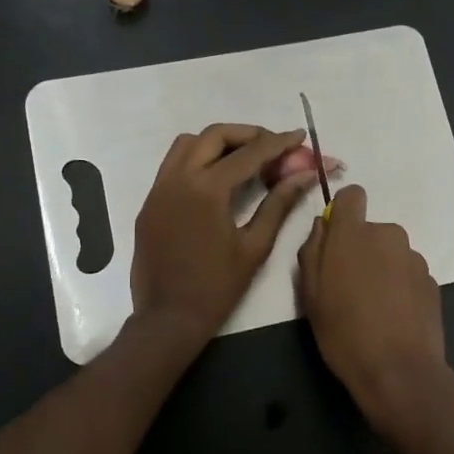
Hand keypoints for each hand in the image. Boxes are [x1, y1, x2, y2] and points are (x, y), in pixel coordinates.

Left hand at [130, 123, 317, 345]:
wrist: (168, 319)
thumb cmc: (217, 287)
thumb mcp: (255, 246)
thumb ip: (279, 204)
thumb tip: (304, 175)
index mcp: (207, 189)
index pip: (249, 153)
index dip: (278, 143)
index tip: (299, 136)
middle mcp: (178, 178)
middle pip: (215, 135)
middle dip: (247, 134)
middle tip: (273, 145)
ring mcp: (158, 189)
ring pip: (187, 144)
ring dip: (218, 143)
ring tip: (244, 159)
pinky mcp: (149, 202)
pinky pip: (173, 165)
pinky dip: (197, 160)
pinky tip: (217, 180)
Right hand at [297, 185, 451, 440]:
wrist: (399, 371)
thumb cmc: (344, 332)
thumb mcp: (309, 295)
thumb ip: (312, 251)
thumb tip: (322, 227)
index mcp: (353, 234)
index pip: (352, 195)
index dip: (343, 211)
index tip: (336, 238)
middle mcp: (388, 235)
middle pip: (370, 230)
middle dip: (360, 249)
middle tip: (348, 287)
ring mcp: (414, 257)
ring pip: (390, 252)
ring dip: (381, 268)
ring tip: (373, 307)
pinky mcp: (432, 280)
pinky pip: (408, 273)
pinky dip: (400, 286)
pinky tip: (394, 317)